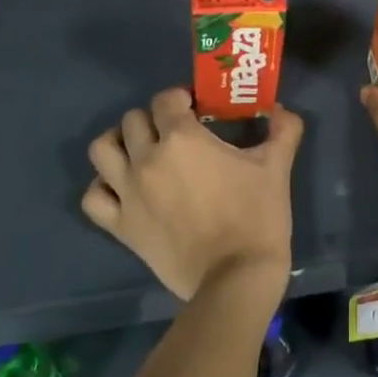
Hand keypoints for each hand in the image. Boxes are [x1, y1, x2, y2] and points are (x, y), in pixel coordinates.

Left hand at [82, 88, 301, 302]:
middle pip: (133, 119)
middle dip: (154, 119)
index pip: (165, 99)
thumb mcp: (277, 167)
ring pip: (102, 149)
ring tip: (139, 151)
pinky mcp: (120, 226)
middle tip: (175, 133)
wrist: (236, 277)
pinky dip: (103, 187)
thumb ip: (284, 130)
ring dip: (119, 143)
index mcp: (182, 138)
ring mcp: (128, 193)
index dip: (180, 99)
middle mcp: (147, 159)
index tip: (197, 110)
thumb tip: (282, 110)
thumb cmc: (257, 216)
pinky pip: (93, 197)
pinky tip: (123, 188)